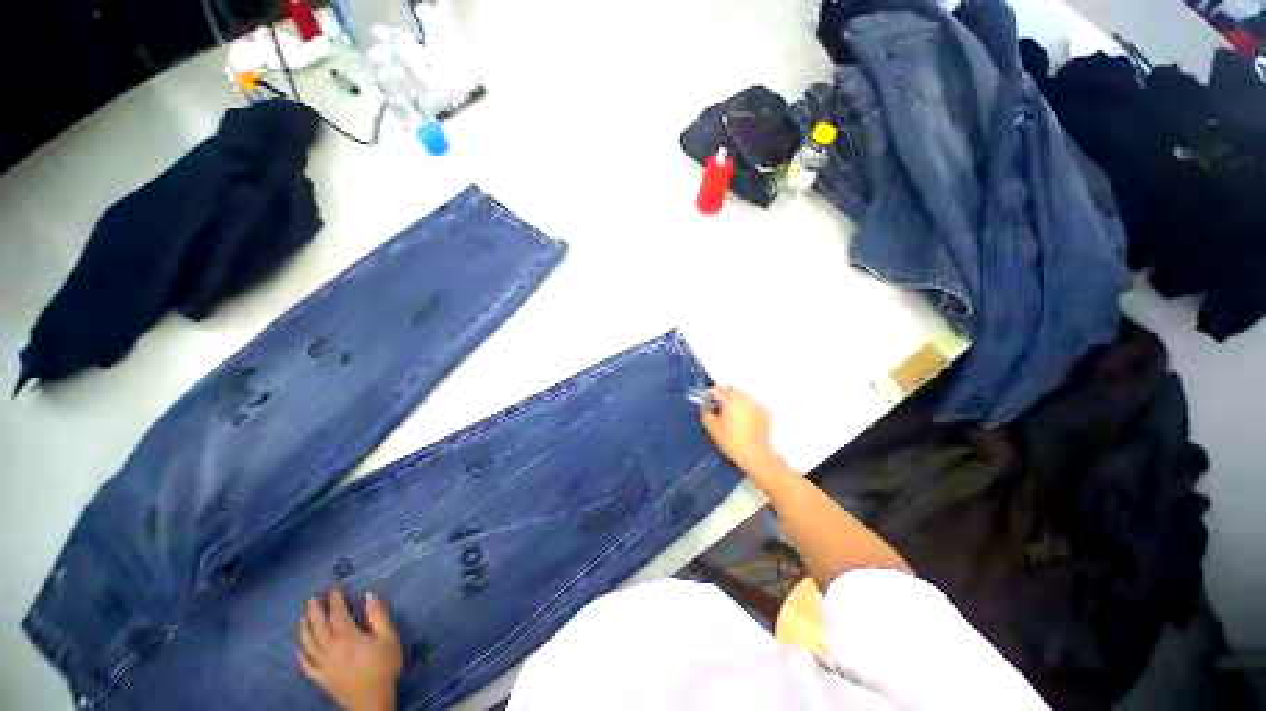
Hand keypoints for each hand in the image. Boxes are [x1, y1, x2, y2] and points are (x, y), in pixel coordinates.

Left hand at [298, 589, 402, 710]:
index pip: (338, 614)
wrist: (372, 701)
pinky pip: (305, 664)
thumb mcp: (389, 638)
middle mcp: (330, 648)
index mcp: (348, 637)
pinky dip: (301, 653)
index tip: (335, 588)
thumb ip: (379, 616)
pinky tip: (300, 647)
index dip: (335, 600)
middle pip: (318, 626)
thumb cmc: (384, 667)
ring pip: (308, 643)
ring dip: (304, 629)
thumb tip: (369, 595)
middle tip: (312, 598)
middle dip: (314, 611)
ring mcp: (322, 665)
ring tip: (303, 617)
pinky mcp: (320, 678)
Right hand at [701, 386, 777, 474]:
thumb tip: (707, 408)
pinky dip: (745, 408)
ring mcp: (756, 404)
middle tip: (717, 407)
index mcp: (730, 398)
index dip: (709, 394)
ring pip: (742, 397)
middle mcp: (744, 397)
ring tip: (730, 414)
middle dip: (723, 396)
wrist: (755, 454)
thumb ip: (706, 414)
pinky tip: (742, 420)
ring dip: (735, 401)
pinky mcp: (765, 413)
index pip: (717, 389)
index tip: (706, 401)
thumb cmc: (731, 440)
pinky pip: (751, 405)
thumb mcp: (712, 427)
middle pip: (730, 390)